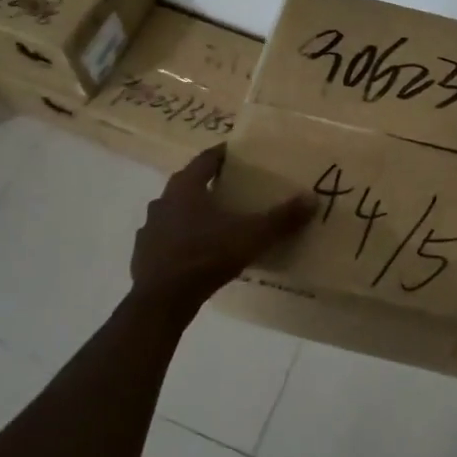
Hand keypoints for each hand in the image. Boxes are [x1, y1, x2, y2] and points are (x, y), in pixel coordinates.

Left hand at [130, 145, 314, 320]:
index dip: (223, 154)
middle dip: (210, 184)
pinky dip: (182, 239)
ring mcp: (150, 229)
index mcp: (186, 187)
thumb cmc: (204, 257)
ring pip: (175, 211)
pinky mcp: (144, 255)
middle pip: (189, 183)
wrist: (160, 302)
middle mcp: (163, 201)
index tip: (240, 154)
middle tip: (234, 187)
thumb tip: (312, 198)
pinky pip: (167, 239)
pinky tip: (197, 252)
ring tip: (217, 221)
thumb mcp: (250, 236)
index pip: (206, 159)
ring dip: (193, 213)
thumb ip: (280, 218)